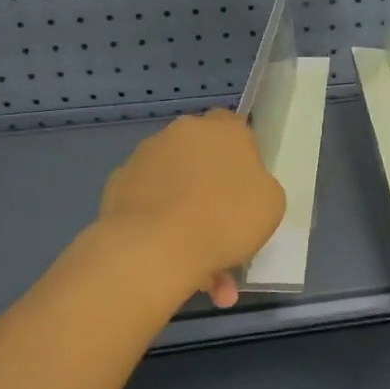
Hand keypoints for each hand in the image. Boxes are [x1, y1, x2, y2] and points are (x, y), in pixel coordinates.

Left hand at [98, 109, 285, 307]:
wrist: (157, 248)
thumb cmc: (226, 219)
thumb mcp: (271, 203)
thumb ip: (258, 184)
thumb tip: (241, 185)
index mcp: (223, 129)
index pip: (234, 127)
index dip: (240, 155)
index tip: (244, 186)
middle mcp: (181, 132)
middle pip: (200, 154)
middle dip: (209, 184)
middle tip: (221, 224)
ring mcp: (145, 156)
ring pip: (173, 183)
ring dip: (184, 210)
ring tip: (197, 262)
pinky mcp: (118, 184)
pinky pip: (148, 203)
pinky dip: (158, 224)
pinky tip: (169, 258)